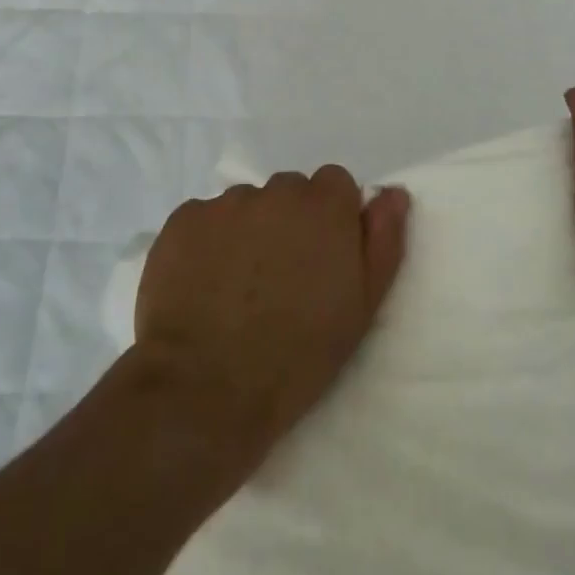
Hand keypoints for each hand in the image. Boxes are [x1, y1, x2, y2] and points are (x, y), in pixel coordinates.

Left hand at [135, 168, 410, 476]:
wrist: (205, 390)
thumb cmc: (297, 356)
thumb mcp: (362, 307)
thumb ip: (383, 240)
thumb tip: (392, 193)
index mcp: (324, 206)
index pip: (334, 184)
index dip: (331, 218)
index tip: (322, 257)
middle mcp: (276, 191)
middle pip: (289, 191)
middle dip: (289, 222)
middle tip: (280, 277)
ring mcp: (224, 203)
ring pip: (246, 205)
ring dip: (248, 230)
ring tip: (237, 286)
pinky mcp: (182, 220)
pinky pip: (204, 219)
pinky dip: (207, 242)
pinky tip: (202, 284)